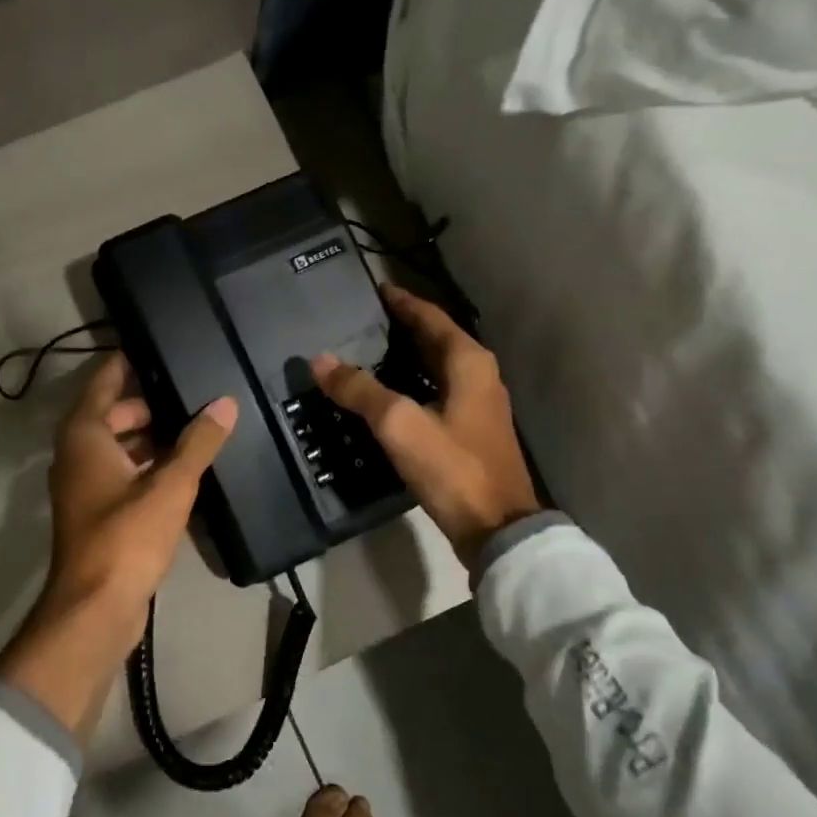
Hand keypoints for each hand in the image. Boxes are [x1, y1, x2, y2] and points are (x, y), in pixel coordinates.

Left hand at [0, 353, 237, 738]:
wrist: (96, 608)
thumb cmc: (127, 537)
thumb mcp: (170, 486)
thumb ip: (198, 443)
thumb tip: (225, 403)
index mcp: (85, 436)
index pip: (104, 382)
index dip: (127, 362)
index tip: (156, 345)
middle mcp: (78, 455)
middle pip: (113, 415)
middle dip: (150, 404)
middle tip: (193, 391)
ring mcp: (85, 486)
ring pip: (119, 447)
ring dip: (152, 437)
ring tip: (197, 426)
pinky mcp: (98, 513)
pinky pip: (124, 474)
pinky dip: (148, 466)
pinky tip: (184, 468)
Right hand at [312, 287, 541, 567]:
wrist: (496, 527)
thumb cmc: (451, 467)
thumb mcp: (399, 424)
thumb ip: (360, 390)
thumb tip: (320, 361)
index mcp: (468, 362)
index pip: (429, 317)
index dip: (401, 302)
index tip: (373, 290)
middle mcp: (478, 375)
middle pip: (435, 340)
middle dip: (400, 328)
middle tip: (360, 322)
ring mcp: (477, 405)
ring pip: (436, 368)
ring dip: (405, 358)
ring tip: (365, 354)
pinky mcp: (470, 432)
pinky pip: (436, 393)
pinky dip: (411, 386)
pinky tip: (386, 397)